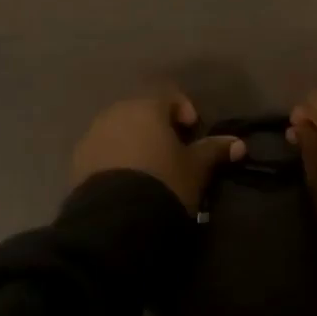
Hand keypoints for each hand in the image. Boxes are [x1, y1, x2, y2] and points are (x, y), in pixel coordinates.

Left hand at [71, 87, 243, 211]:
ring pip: (119, 130)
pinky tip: (125, 182)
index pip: (169, 95)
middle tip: (171, 153)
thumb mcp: (195, 169)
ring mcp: (93, 135)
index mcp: (146, 107)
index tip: (192, 133)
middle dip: (156, 127)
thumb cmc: (163, 182)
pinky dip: (114, 159)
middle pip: (141, 111)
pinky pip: (102, 151)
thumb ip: (214, 151)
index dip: (184, 111)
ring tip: (147, 170)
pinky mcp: (77, 161)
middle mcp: (116, 112)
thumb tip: (239, 143)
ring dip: (134, 142)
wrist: (115, 220)